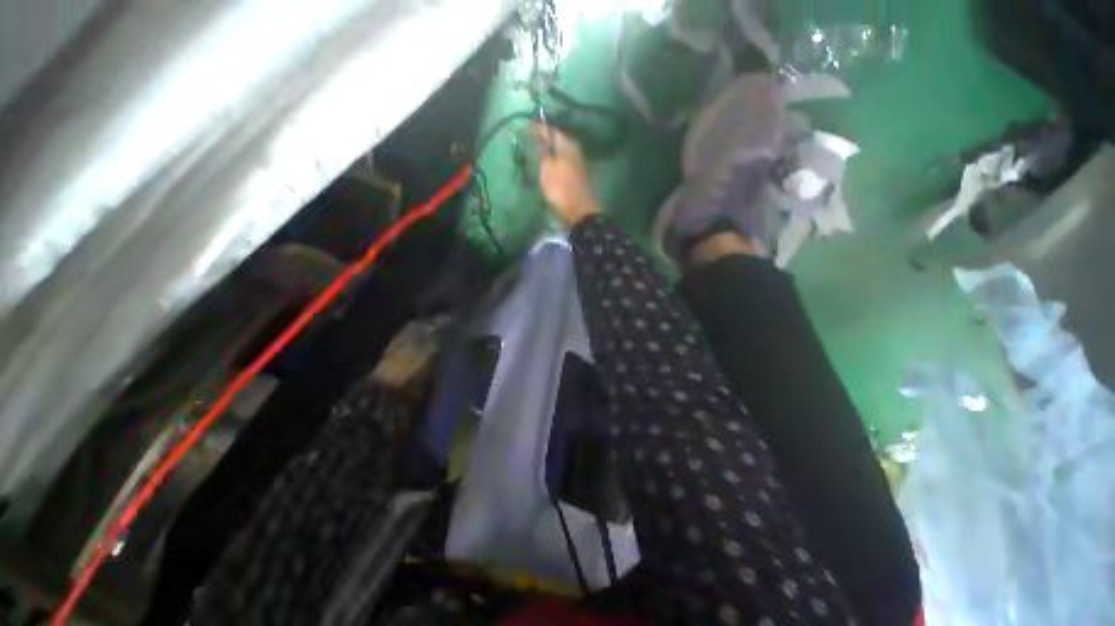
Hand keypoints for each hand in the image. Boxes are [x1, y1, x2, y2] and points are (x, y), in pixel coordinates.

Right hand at [533, 123, 601, 226]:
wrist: (579, 210)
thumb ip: (543, 152)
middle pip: (557, 140)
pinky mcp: (577, 175)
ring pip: (560, 152)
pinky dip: (554, 161)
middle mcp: (574, 149)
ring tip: (536, 152)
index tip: (526, 126)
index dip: (538, 128)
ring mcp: (577, 163)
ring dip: (549, 151)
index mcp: (567, 144)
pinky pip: (562, 162)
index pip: (551, 129)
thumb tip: (540, 140)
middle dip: (544, 139)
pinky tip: (547, 166)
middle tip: (530, 139)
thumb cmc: (561, 188)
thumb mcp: (547, 168)